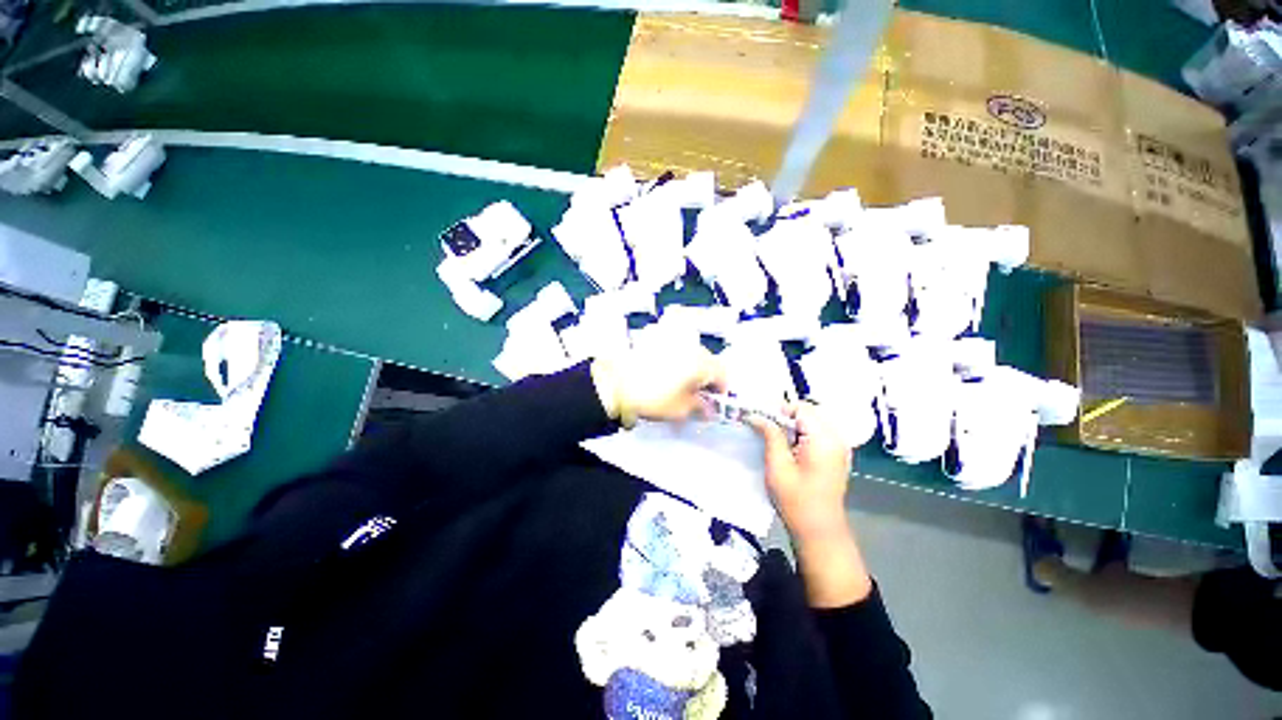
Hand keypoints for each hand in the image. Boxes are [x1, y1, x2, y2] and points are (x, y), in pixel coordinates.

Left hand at [591, 341, 726, 425]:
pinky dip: (677, 359)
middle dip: (706, 378)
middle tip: (696, 394)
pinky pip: (675, 348)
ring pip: (692, 353)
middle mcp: (691, 346)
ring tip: (679, 383)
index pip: (723, 374)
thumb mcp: (681, 409)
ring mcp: (673, 340)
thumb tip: (709, 409)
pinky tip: (665, 371)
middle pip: (709, 361)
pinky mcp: (657, 338)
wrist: (616, 383)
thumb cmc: (654, 398)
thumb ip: (700, 408)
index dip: (721, 390)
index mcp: (702, 363)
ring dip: (692, 367)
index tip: (712, 402)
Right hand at [749, 402, 871, 607]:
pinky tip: (789, 448)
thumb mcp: (777, 465)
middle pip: (809, 412)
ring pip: (812, 420)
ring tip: (775, 439)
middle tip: (765, 429)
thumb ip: (770, 435)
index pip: (801, 408)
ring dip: (793, 424)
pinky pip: (818, 432)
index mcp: (824, 439)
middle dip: (785, 416)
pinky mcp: (836, 454)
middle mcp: (837, 437)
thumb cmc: (796, 500)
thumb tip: (756, 415)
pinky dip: (802, 433)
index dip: (779, 410)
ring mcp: (839, 446)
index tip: (760, 421)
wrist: (819, 531)